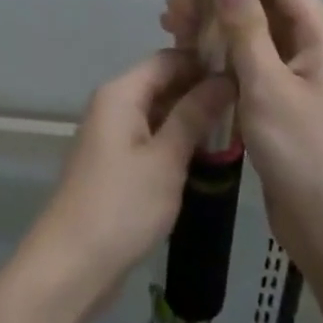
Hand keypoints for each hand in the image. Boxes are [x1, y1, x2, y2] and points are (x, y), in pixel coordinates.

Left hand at [30, 50, 231, 304]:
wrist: (72, 264)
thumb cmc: (122, 206)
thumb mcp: (166, 158)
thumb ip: (194, 115)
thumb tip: (224, 78)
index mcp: (120, 93)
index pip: (168, 59)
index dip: (205, 62)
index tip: (245, 73)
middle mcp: (113, 105)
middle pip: (162, 83)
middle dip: (201, 91)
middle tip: (249, 106)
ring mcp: (112, 135)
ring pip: (159, 112)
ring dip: (192, 119)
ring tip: (238, 129)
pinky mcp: (115, 163)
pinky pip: (151, 137)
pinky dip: (177, 141)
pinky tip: (208, 156)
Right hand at [163, 0, 322, 272]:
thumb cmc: (306, 153)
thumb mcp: (268, 85)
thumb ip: (245, 27)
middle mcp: (318, 48)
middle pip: (265, 7)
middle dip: (218, 3)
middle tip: (171, 11)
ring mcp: (305, 78)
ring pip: (257, 38)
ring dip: (218, 31)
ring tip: (172, 31)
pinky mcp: (291, 105)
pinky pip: (257, 68)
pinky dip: (227, 60)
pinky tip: (193, 64)